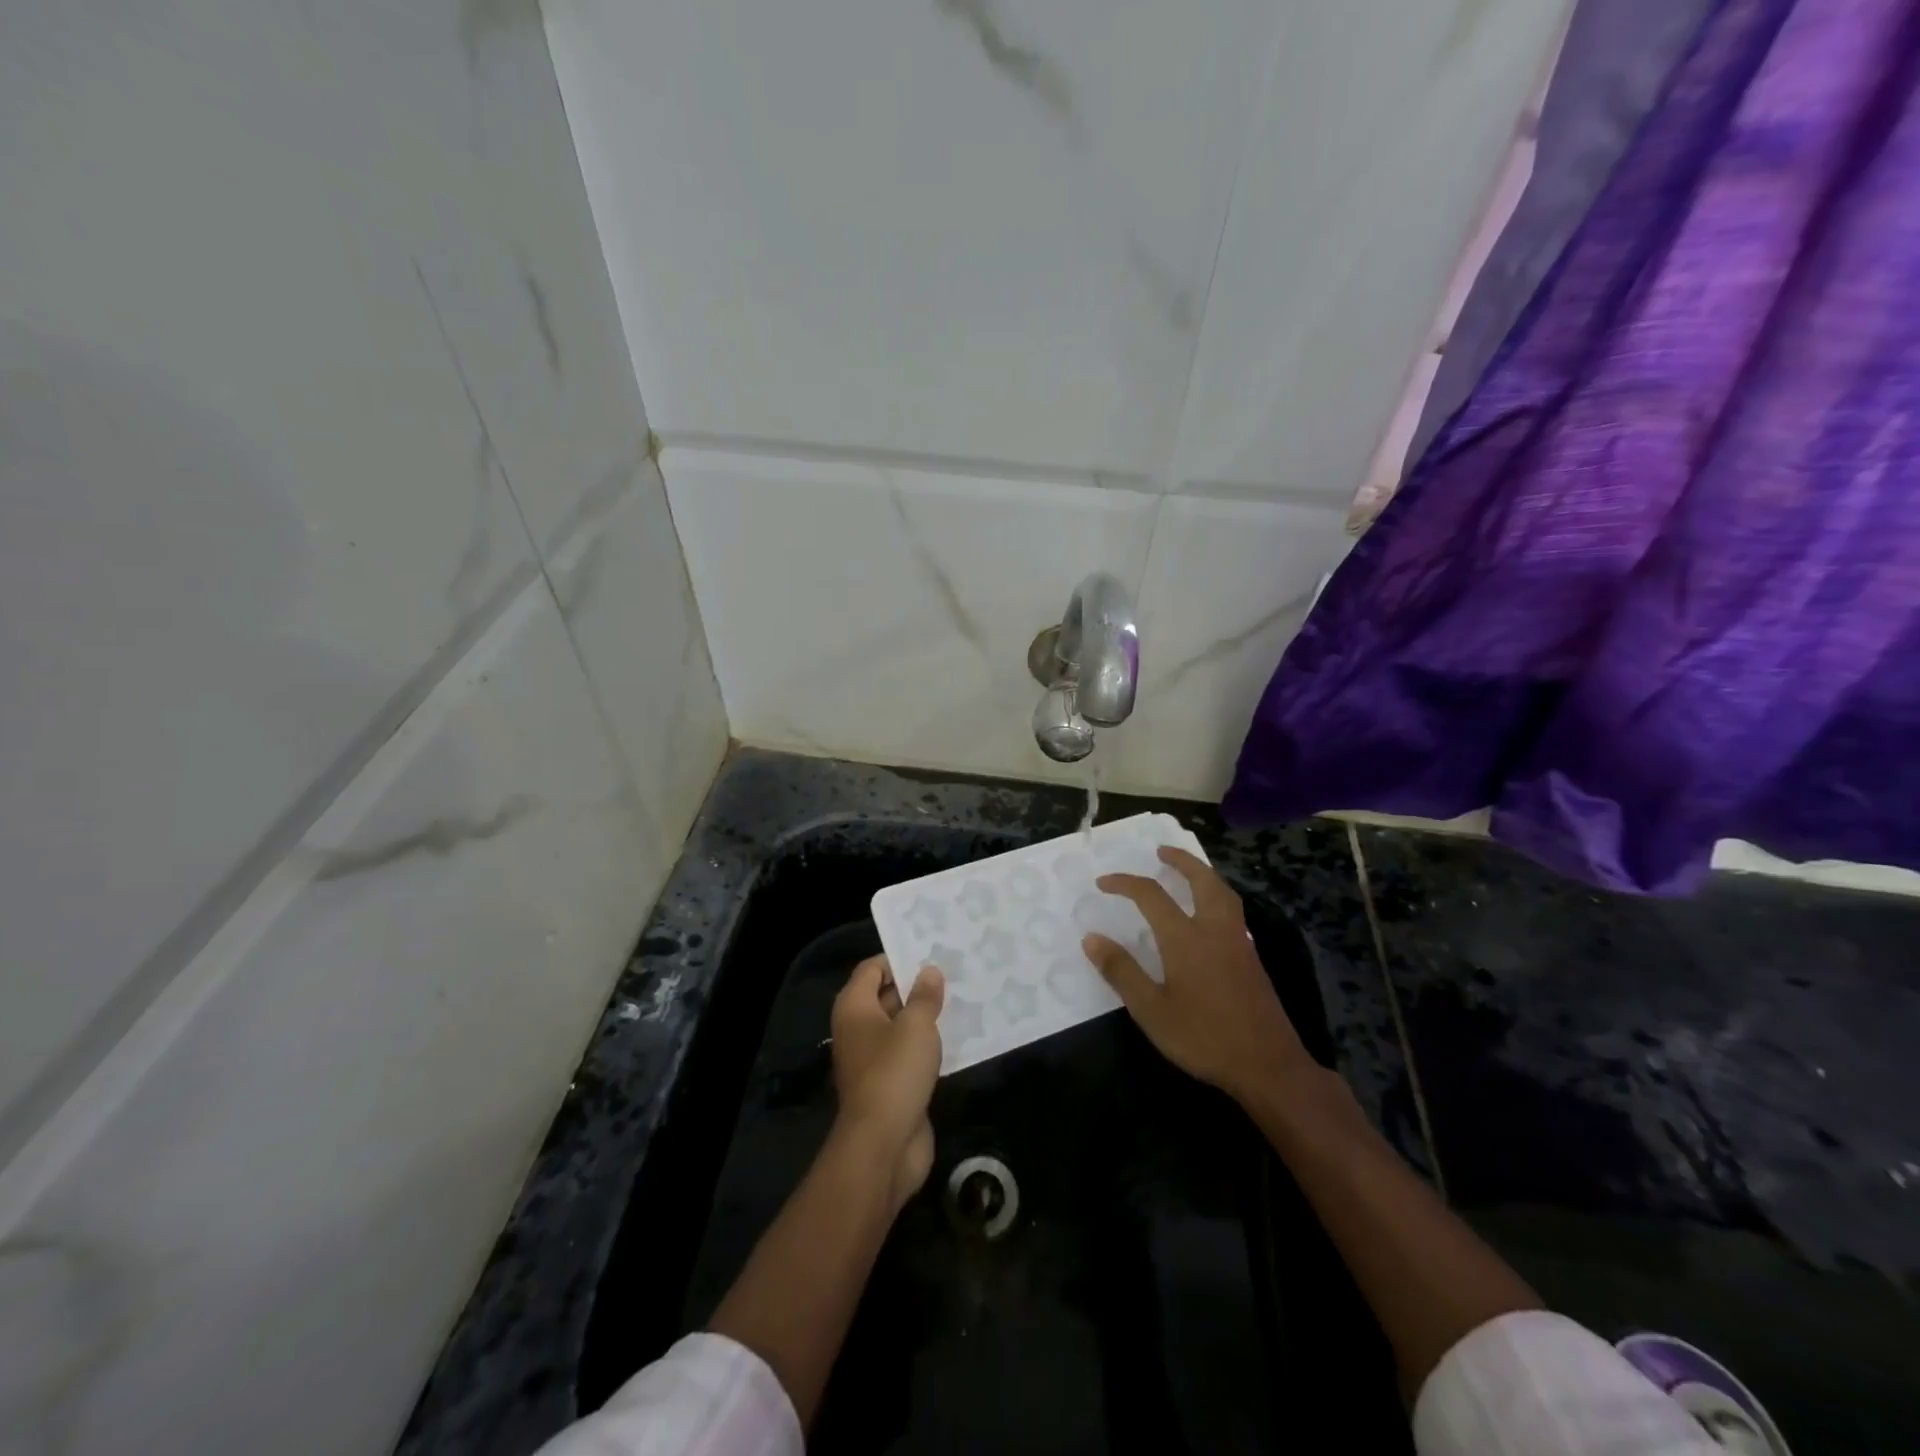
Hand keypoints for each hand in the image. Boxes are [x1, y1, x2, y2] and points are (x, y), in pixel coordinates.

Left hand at [830, 956, 944, 1208]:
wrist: (883, 1145)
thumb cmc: (895, 1073)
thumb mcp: (916, 1026)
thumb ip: (924, 996)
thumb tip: (929, 972)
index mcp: (854, 1008)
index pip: (872, 968)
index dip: (898, 959)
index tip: (931, 954)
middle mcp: (858, 1029)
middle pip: (885, 995)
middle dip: (916, 985)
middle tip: (952, 972)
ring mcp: (872, 1059)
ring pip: (900, 1026)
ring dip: (925, 1016)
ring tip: (961, 999)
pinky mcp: (890, 1084)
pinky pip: (909, 1053)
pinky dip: (927, 1044)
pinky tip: (957, 1036)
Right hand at [1083, 846, 1312, 1103]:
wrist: (1268, 1066)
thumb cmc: (1204, 1037)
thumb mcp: (1152, 1011)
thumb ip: (1122, 972)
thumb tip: (1091, 938)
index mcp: (1186, 939)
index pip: (1151, 895)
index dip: (1125, 883)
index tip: (1103, 882)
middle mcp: (1214, 930)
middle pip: (1201, 880)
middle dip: (1180, 860)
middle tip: (1162, 851)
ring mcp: (1238, 943)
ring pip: (1223, 893)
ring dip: (1203, 874)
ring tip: (1188, 871)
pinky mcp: (1252, 959)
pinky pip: (1233, 911)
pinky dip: (1217, 895)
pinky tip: (1210, 913)